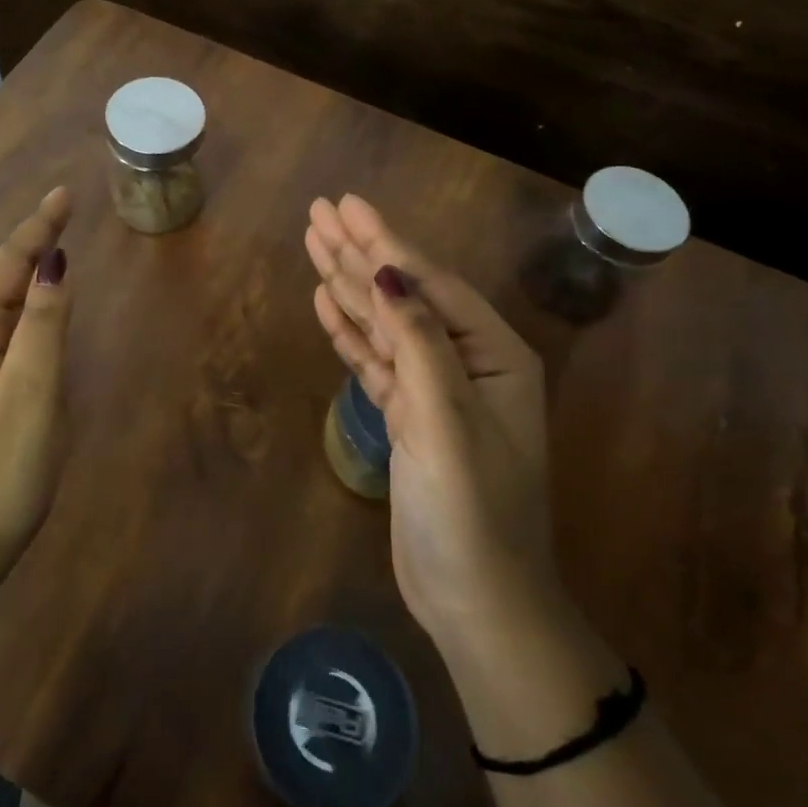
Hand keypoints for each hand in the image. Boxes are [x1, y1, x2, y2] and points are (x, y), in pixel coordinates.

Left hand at [0, 188, 73, 588]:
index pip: (5, 267)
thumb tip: (55, 264)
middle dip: (31, 239)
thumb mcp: (30, 400)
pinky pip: (6, 327)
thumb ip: (43, 329)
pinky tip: (42, 300)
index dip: (36, 229)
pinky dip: (29, 300)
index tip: (64, 194)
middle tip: (65, 208)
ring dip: (29, 266)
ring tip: (57, 237)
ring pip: (1, 301)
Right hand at [305, 195, 559, 650]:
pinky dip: (351, 332)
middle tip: (320, 212)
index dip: (385, 241)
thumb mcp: (446, 421)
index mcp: (493, 355)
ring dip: (350, 285)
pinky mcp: (409, 417)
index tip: (347, 204)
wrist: (477, 602)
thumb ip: (419, 343)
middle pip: (404, 293)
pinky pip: (376, 360)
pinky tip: (327, 302)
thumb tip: (388, 272)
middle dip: (361, 252)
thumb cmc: (471, 512)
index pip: (429, 283)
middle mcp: (466, 362)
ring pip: (385, 323)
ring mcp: (435, 390)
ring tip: (315, 244)